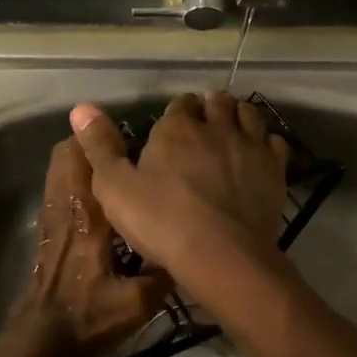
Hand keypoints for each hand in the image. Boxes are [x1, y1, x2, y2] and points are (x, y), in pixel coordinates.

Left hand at [4, 136, 168, 356]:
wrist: (42, 342)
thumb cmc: (89, 318)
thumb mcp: (138, 303)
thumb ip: (164, 271)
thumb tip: (191, 247)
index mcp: (89, 215)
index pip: (90, 160)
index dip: (108, 139)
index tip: (137, 135)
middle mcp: (67, 206)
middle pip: (67, 152)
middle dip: (94, 142)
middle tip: (130, 147)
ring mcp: (52, 216)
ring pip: (59, 167)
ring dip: (83, 158)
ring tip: (119, 164)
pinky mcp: (48, 229)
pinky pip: (59, 186)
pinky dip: (76, 177)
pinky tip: (105, 193)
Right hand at [69, 92, 289, 286]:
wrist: (221, 254)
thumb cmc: (161, 221)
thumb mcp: (114, 187)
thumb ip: (99, 145)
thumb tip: (81, 107)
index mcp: (177, 128)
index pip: (180, 104)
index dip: (177, 113)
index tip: (173, 127)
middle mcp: (216, 127)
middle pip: (217, 102)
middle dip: (210, 107)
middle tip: (204, 124)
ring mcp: (250, 146)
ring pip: (248, 114)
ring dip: (239, 115)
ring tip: (231, 128)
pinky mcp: (274, 169)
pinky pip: (274, 142)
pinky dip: (265, 142)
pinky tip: (259, 153)